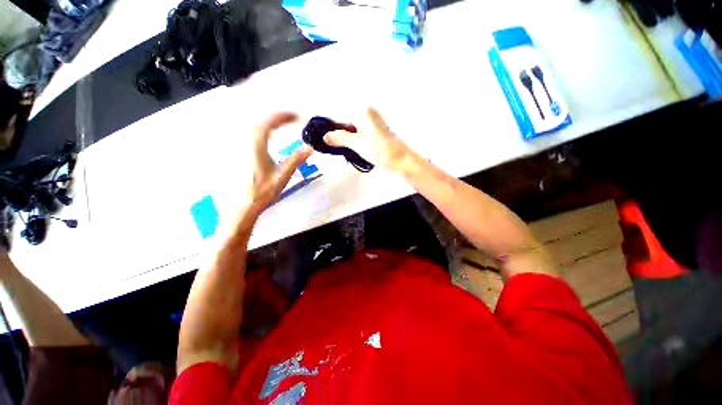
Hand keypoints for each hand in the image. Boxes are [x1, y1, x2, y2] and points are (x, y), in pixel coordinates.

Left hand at [247, 112, 311, 215]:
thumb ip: (295, 161)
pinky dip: (264, 131)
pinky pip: (253, 136)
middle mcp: (247, 144)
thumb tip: (310, 148)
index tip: (296, 117)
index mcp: (256, 148)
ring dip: (270, 123)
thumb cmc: (263, 192)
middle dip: (277, 118)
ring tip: (284, 125)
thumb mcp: (282, 177)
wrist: (244, 204)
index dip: (282, 117)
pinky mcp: (241, 153)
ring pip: (255, 128)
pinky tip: (270, 136)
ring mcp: (242, 148)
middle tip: (292, 119)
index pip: (268, 125)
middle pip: (261, 123)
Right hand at [324, 108, 411, 171]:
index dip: (330, 125)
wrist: (400, 159)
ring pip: (352, 128)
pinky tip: (348, 147)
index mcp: (363, 111)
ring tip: (336, 146)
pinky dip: (353, 139)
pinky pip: (359, 132)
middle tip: (328, 143)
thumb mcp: (356, 144)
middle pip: (346, 121)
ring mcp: (373, 122)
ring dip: (345, 137)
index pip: (340, 115)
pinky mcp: (376, 131)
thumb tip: (325, 136)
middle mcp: (368, 113)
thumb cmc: (379, 150)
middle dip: (337, 132)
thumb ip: (340, 138)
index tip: (322, 135)